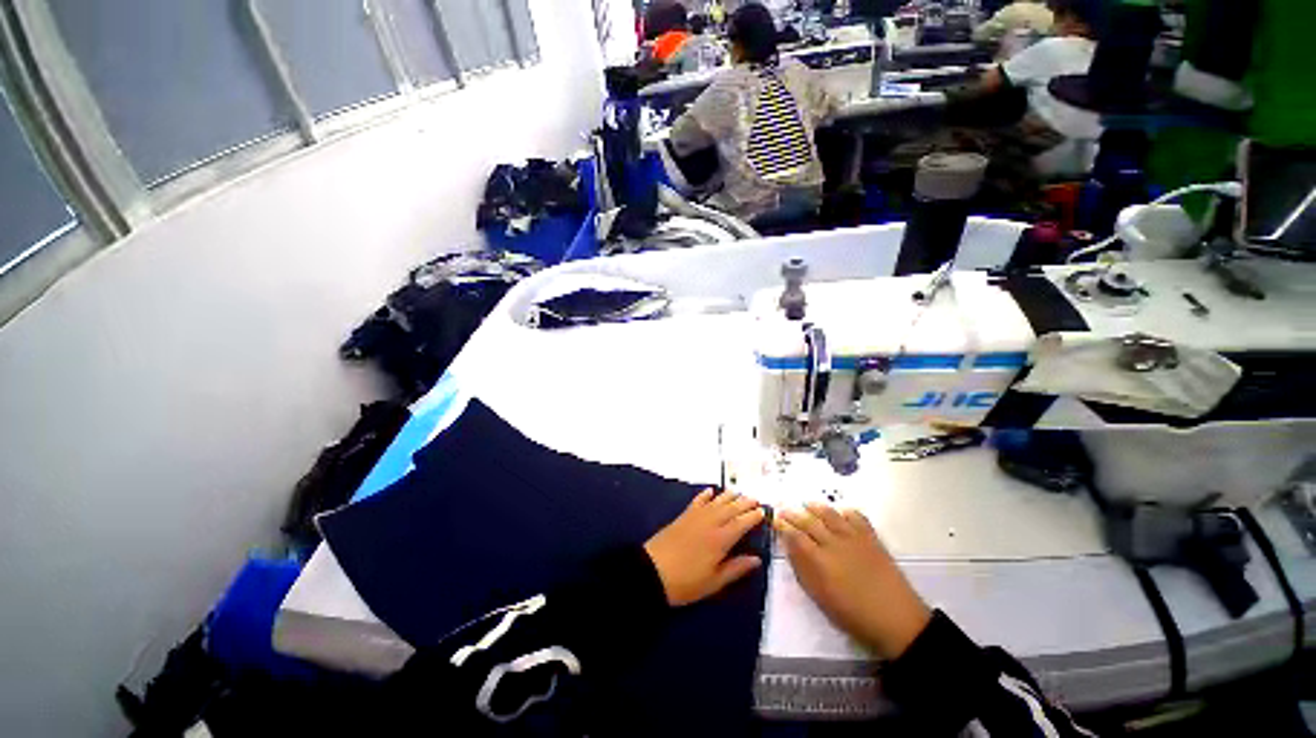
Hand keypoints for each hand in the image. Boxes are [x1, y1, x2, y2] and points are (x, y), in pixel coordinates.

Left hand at [644, 490, 764, 606]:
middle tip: (755, 499)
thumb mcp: (714, 582)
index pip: (741, 524)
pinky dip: (705, 495)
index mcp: (721, 540)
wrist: (652, 571)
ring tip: (738, 492)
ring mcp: (696, 517)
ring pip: (716, 502)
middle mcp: (710, 523)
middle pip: (730, 509)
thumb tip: (757, 559)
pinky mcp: (683, 516)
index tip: (763, 511)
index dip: (752, 517)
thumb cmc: (686, 582)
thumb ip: (736, 568)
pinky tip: (710, 491)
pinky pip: (697, 501)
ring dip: (728, 496)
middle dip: (744, 503)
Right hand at [777, 504, 931, 659]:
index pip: (795, 536)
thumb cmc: (854, 616)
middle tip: (784, 509)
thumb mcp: (821, 598)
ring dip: (816, 507)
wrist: (897, 621)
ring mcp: (854, 538)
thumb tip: (789, 548)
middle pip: (809, 522)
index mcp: (819, 560)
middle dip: (794, 514)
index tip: (775, 520)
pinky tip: (840, 512)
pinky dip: (845, 512)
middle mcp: (834, 543)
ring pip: (830, 515)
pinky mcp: (871, 538)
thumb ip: (803, 570)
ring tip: (807, 504)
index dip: (783, 526)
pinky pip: (856, 517)